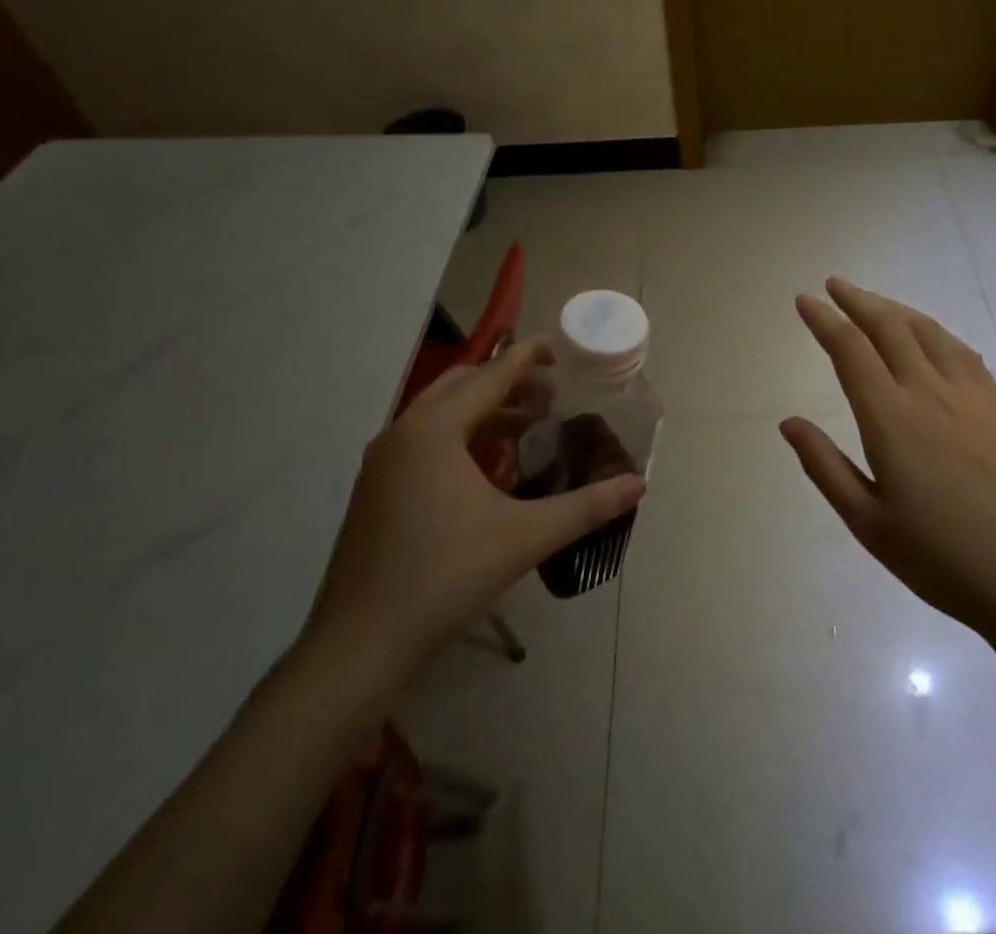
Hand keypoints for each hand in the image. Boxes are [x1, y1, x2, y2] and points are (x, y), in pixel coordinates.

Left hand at [299, 340, 644, 705]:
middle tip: (550, 393)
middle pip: (462, 385)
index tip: (558, 348)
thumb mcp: (524, 538)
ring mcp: (381, 461)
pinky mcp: (374, 489)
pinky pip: (424, 440)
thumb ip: (585, 507)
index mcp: (434, 429)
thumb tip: (638, 485)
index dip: (527, 357)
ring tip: (527, 425)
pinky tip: (487, 467)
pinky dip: (460, 435)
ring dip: (484, 409)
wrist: (358, 647)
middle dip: (508, 382)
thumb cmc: (444, 579)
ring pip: (439, 413)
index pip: (491, 375)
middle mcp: (403, 432)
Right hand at [781, 279, 995, 638]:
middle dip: (857, 300)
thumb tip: (789, 423)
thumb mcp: (867, 522)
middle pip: (888, 327)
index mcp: (890, 418)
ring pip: (926, 331)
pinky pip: (961, 350)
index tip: (805, 301)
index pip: (850, 350)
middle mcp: (928, 392)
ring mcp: (969, 394)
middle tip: (834, 285)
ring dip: (894, 309)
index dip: (825, 320)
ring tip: (873, 302)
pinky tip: (928, 334)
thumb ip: (825, 466)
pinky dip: (933, 330)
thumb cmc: (940, 557)